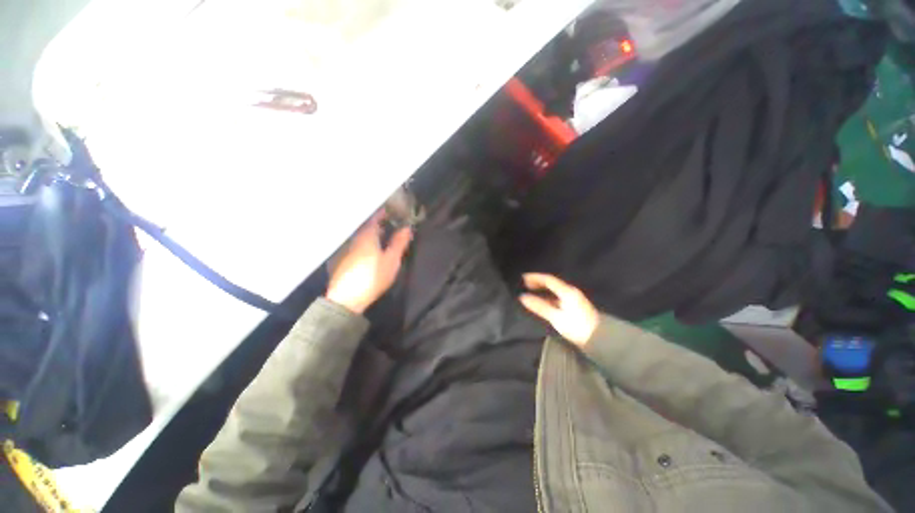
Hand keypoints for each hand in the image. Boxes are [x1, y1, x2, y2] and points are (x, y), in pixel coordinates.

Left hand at [326, 212, 412, 313]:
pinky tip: (372, 248)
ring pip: (362, 234)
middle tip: (393, 222)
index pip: (376, 216)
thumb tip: (407, 227)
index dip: (386, 212)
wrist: (347, 298)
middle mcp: (354, 237)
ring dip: (373, 232)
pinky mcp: (343, 259)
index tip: (395, 210)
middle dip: (380, 222)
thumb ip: (399, 242)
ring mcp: (347, 248)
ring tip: (385, 234)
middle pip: (368, 225)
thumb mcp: (391, 260)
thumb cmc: (373, 276)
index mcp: (367, 234)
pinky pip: (357, 243)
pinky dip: (366, 241)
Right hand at [519, 273, 598, 346]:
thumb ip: (539, 306)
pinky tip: (543, 302)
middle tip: (526, 283)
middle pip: (552, 283)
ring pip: (555, 290)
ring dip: (543, 290)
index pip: (548, 279)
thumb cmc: (577, 327)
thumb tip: (523, 297)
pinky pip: (557, 296)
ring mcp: (574, 299)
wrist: (599, 339)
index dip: (535, 277)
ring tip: (532, 291)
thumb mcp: (556, 317)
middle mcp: (571, 292)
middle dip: (538, 282)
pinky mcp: (574, 306)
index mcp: (567, 292)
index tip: (523, 277)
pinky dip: (548, 297)